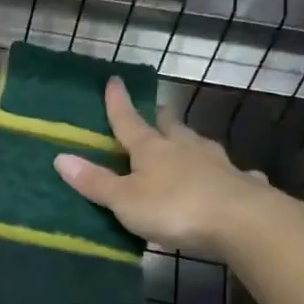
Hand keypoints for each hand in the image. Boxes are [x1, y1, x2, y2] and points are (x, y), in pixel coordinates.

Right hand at [53, 76, 286, 256]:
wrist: (243, 223)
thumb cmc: (174, 208)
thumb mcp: (125, 199)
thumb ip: (95, 181)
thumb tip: (60, 157)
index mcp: (152, 149)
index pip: (129, 121)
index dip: (119, 103)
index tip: (115, 80)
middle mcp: (185, 149)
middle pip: (170, 128)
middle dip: (161, 119)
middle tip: (158, 112)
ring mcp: (218, 165)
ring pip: (200, 146)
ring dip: (190, 143)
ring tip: (186, 141)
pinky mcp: (242, 186)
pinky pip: (233, 175)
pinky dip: (229, 174)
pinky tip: (236, 177)